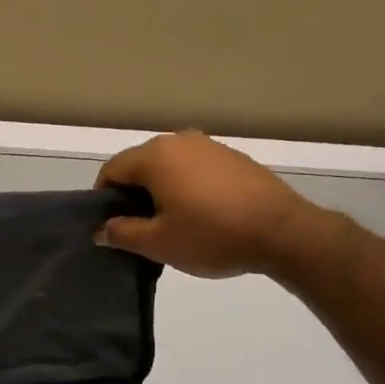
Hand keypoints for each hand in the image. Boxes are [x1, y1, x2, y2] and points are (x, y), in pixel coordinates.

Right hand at [95, 131, 318, 277]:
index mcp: (155, 156)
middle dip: (132, 196)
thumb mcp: (159, 243)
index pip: (112, 170)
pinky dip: (186, 188)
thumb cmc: (212, 236)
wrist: (282, 231)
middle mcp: (180, 140)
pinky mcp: (233, 158)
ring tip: (170, 226)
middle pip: (140, 165)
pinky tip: (200, 216)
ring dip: (160, 192)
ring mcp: (210, 146)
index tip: (109, 227)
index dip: (104, 199)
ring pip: (169, 167)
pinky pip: (195, 170)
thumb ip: (122, 233)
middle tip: (138, 231)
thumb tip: (101, 229)